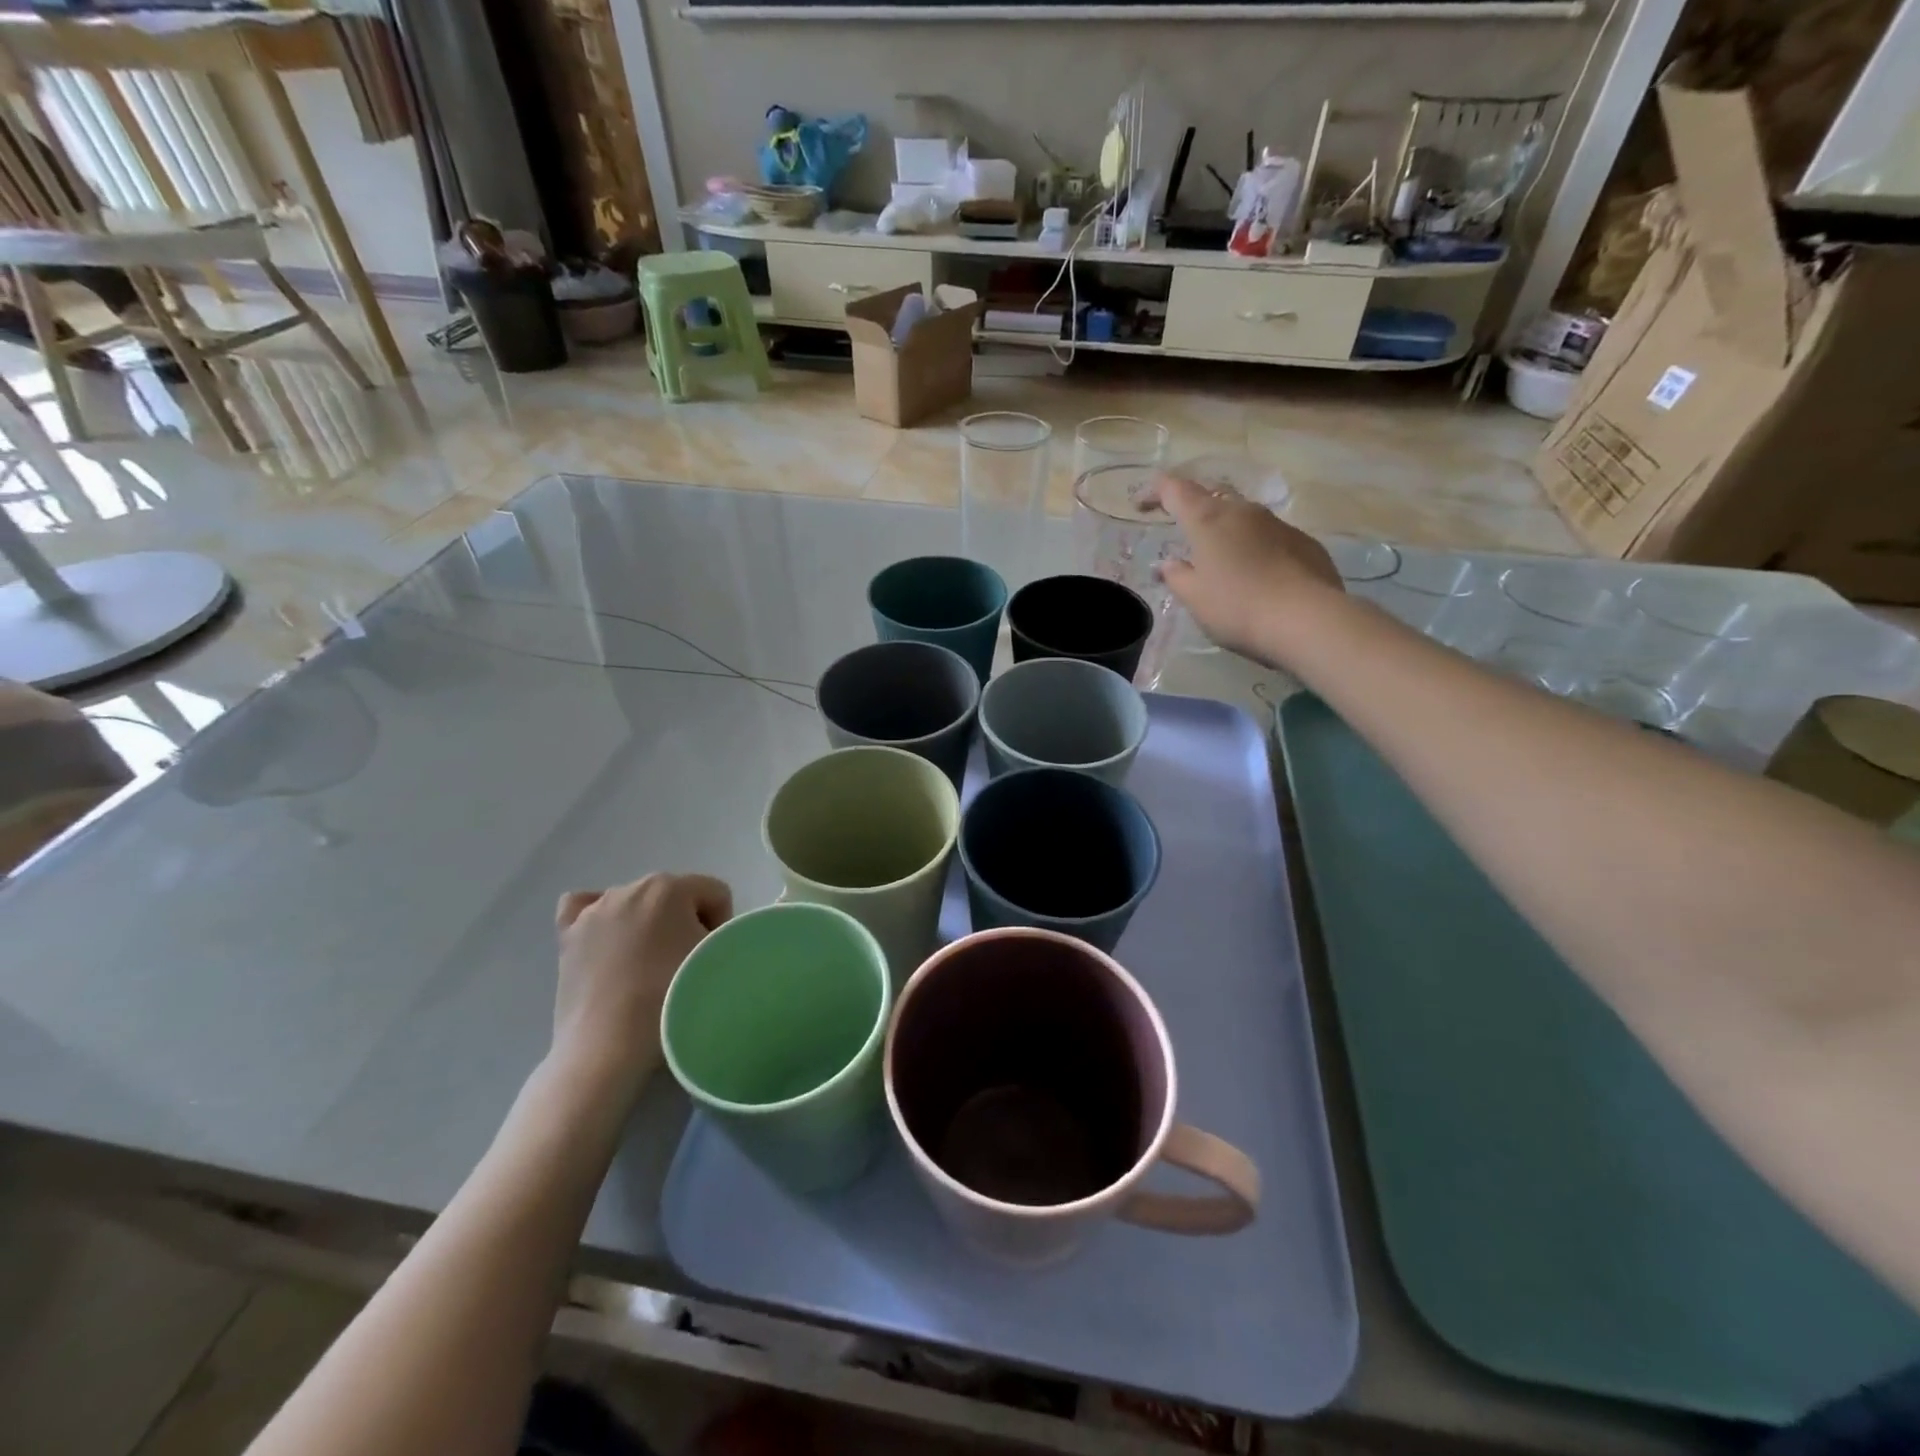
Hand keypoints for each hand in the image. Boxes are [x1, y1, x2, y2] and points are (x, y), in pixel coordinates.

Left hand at [552, 873, 732, 1095]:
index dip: (723, 926)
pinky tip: (608, 940)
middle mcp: (630, 887)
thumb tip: (714, 940)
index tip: (713, 959)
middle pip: (676, 896)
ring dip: (649, 926)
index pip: (716, 893)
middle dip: (686, 924)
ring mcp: (593, 911)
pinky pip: (584, 907)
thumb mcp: (719, 960)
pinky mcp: (567, 936)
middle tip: (684, 966)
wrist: (609, 1049)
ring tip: (647, 967)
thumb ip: (727, 935)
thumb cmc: (671, 999)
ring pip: (636, 904)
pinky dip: (600, 918)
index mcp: (670, 887)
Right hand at [1149, 473, 1343, 664]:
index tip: (1141, 505)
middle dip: (1192, 506)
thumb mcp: (1195, 598)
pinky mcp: (1303, 541)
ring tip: (1218, 555)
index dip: (1155, 492)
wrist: (1307, 619)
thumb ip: (1177, 577)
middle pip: (1212, 495)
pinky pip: (1268, 535)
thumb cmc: (1237, 607)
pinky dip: (1252, 546)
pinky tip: (1254, 573)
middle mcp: (1243, 511)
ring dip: (1225, 528)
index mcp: (1208, 520)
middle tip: (1181, 526)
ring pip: (1243, 515)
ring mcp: (1277, 523)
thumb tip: (1168, 565)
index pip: (1175, 489)